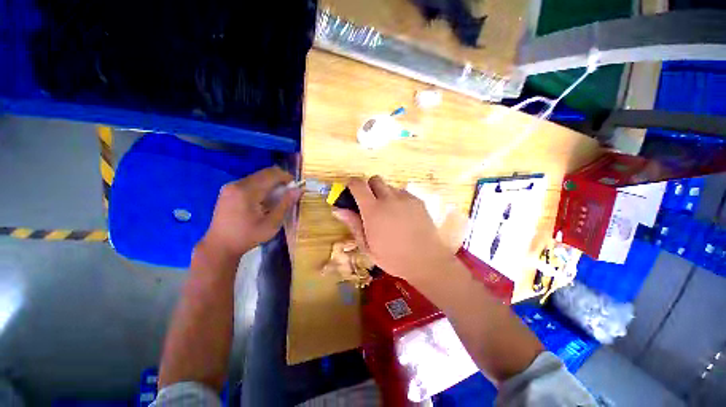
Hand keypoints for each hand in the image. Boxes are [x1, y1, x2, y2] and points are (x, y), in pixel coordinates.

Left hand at [199, 167, 300, 260]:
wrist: (220, 246)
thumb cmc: (248, 236)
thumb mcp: (272, 223)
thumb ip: (285, 204)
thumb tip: (298, 190)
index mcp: (247, 191)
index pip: (271, 174)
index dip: (286, 177)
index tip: (295, 186)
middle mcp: (237, 184)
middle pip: (264, 173)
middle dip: (279, 180)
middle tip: (287, 194)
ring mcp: (230, 186)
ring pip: (257, 177)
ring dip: (270, 183)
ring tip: (276, 199)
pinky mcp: (228, 191)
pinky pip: (250, 182)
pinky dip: (261, 187)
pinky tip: (263, 201)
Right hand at [333, 176, 452, 282]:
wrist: (426, 261)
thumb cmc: (393, 257)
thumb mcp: (367, 246)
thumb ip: (353, 224)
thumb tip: (338, 209)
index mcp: (373, 210)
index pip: (358, 184)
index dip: (352, 184)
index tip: (351, 192)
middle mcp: (389, 198)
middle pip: (374, 179)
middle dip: (369, 187)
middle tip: (371, 204)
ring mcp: (405, 198)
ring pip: (389, 186)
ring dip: (384, 194)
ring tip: (389, 213)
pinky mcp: (418, 200)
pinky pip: (403, 193)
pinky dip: (398, 199)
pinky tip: (402, 216)